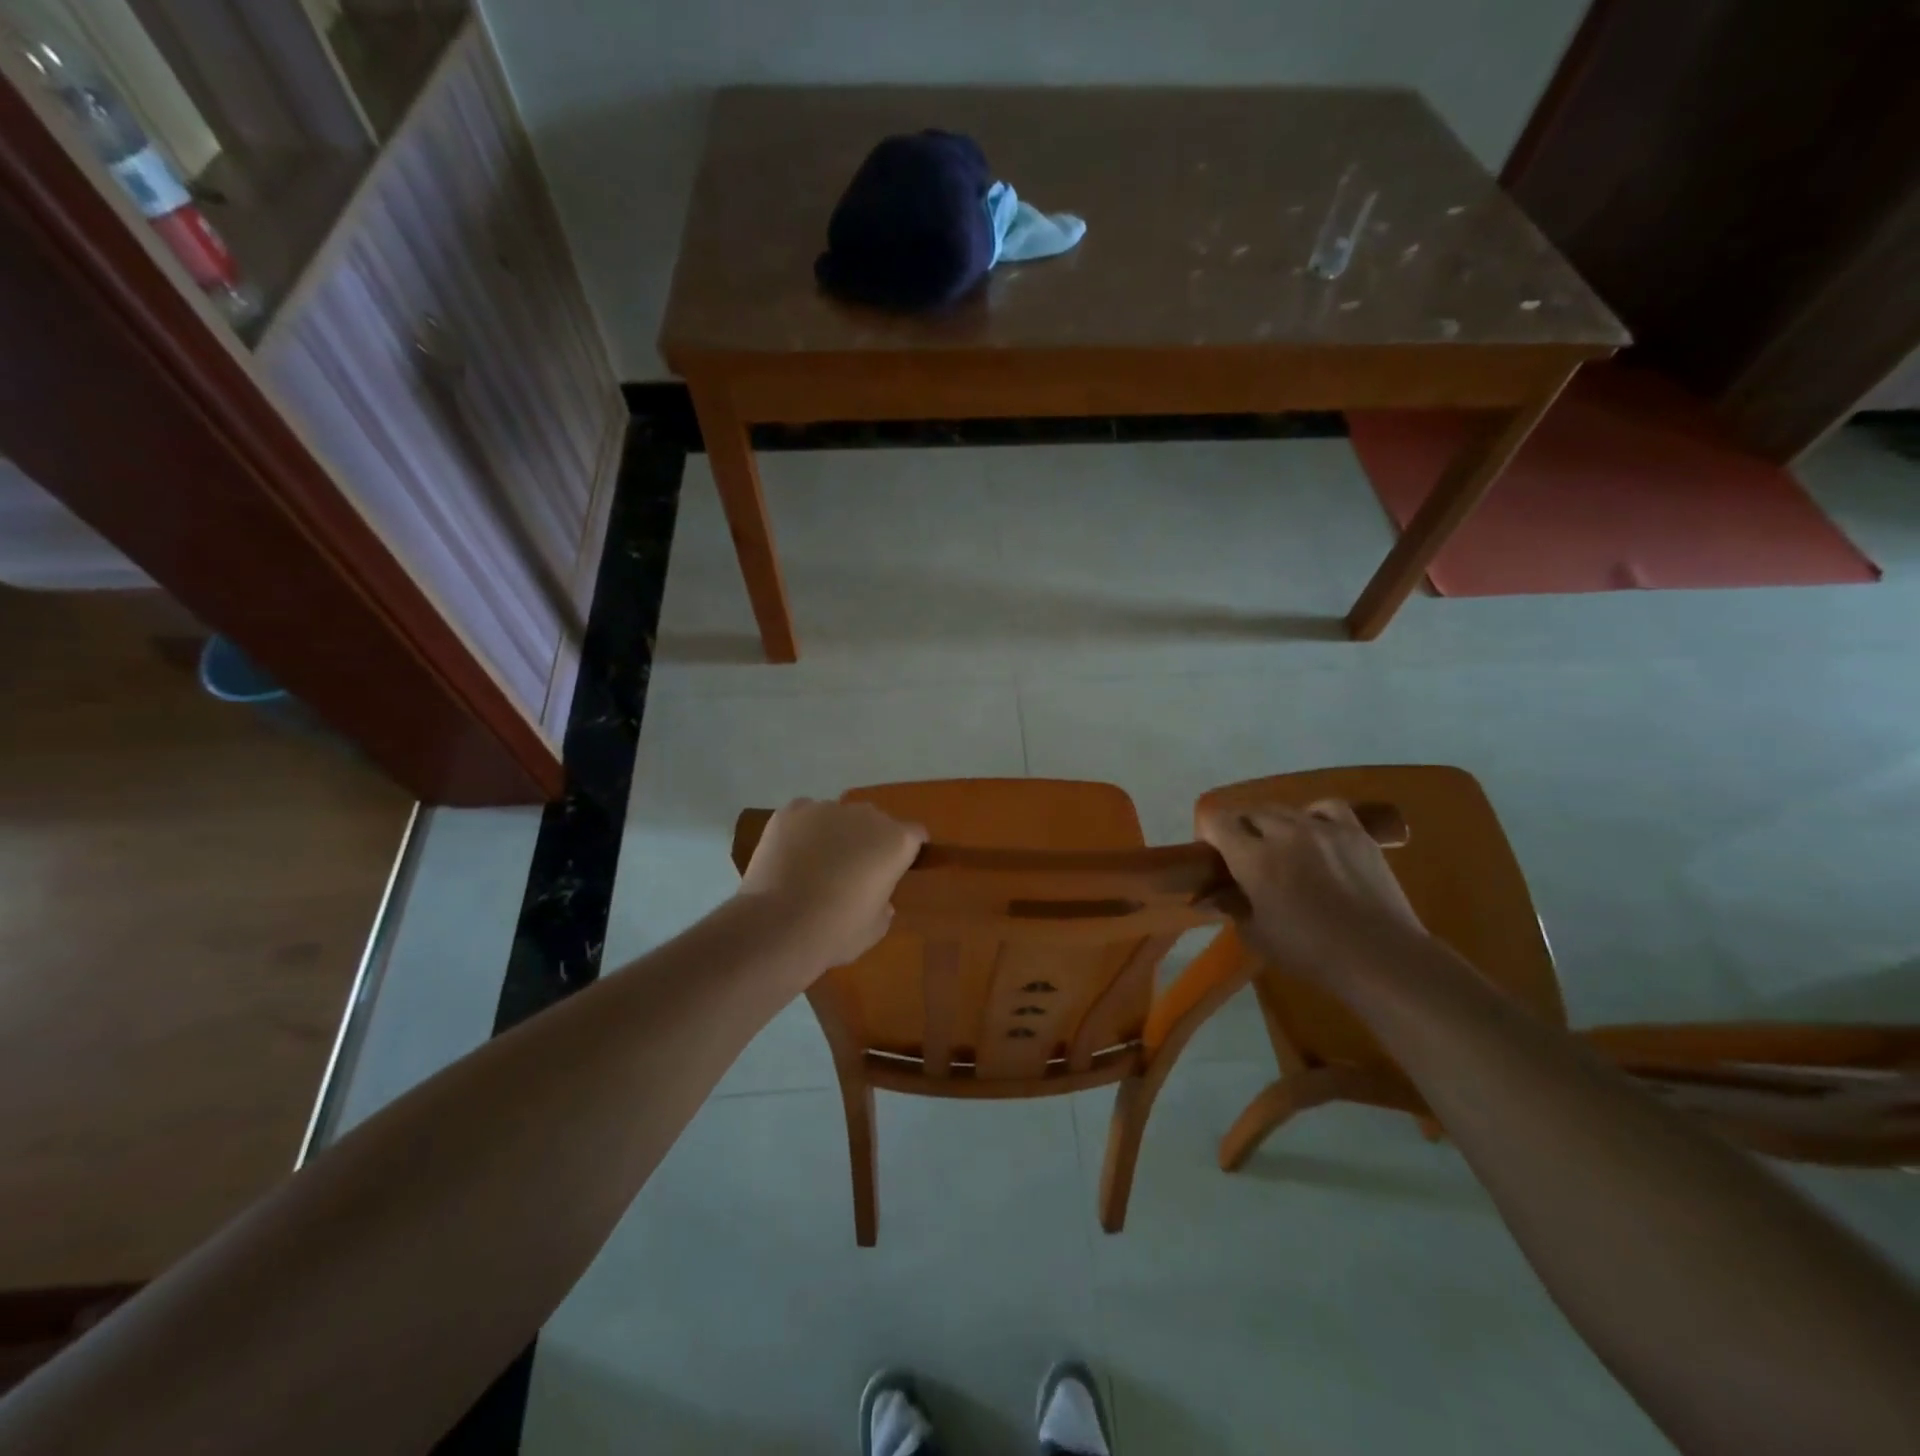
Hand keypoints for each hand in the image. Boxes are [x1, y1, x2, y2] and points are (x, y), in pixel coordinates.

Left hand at [738, 799, 927, 967]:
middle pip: (875, 822)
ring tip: (815, 866)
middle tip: (852, 872)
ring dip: (835, 834)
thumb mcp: (875, 928)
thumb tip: (879, 897)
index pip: (915, 835)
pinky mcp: (791, 811)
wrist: (778, 925)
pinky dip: (803, 831)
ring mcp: (826, 808)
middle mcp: (866, 815)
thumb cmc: (837, 931)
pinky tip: (791, 856)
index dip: (908, 851)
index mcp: (896, 841)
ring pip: (838, 817)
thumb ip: (884, 904)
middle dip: (869, 841)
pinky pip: (805, 815)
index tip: (897, 869)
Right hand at [1196, 799, 1427, 982]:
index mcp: (1253, 858)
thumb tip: (1209, 897)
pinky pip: (1326, 807)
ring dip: (1272, 824)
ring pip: (1283, 809)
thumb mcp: (1257, 936)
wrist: (1381, 956)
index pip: (1216, 821)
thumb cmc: (1310, 952)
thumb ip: (1231, 907)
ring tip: (1280, 847)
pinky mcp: (1354, 832)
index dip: (1207, 833)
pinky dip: (1313, 815)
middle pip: (1248, 812)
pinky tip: (1314, 833)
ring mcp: (1323, 828)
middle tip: (1244, 856)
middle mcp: (1284, 833)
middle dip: (1239, 829)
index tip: (1211, 854)